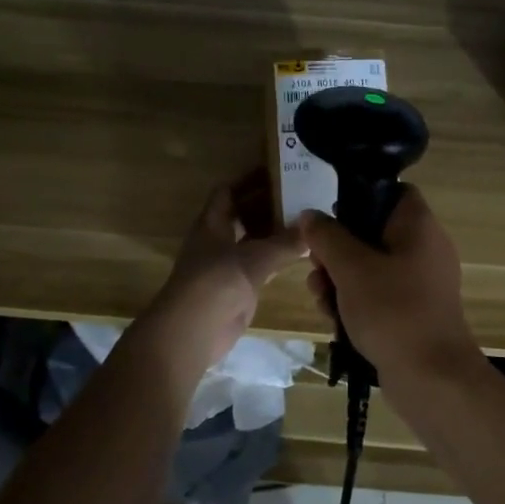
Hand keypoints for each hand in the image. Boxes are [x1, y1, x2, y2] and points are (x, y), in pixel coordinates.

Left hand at [134, 178, 306, 378]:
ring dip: (274, 232)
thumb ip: (284, 244)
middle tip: (302, 196)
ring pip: (253, 240)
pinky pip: (260, 265)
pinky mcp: (236, 287)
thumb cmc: (216, 283)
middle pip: (242, 214)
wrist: (192, 331)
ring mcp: (226, 264)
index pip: (228, 191)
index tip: (279, 172)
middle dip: (268, 205)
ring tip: (306, 222)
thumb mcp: (254, 258)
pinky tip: (300, 253)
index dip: (249, 179)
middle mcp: (217, 239)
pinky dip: (277, 258)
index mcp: (212, 223)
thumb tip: (311, 232)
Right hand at [299, 186, 479, 381]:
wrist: (432, 379)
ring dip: (340, 280)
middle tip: (317, 268)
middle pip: (373, 232)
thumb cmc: (393, 311)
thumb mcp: (351, 269)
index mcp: (419, 227)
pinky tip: (334, 321)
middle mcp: (424, 249)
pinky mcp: (413, 312)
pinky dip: (356, 303)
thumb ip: (327, 237)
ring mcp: (420, 283)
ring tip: (321, 299)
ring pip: (371, 267)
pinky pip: (379, 295)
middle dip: (337, 251)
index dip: (358, 197)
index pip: (392, 191)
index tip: (329, 219)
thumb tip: (309, 216)